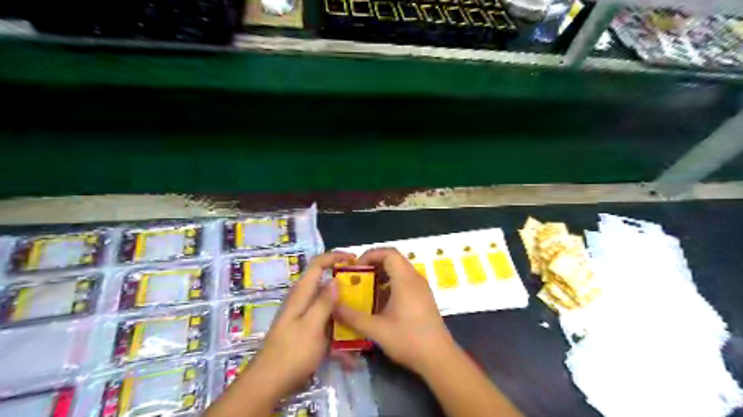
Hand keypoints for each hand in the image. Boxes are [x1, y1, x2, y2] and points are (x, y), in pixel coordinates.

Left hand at [243, 251, 354, 400]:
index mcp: (301, 294)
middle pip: (325, 283)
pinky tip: (350, 354)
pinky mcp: (308, 330)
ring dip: (343, 311)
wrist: (270, 382)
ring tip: (362, 318)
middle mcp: (303, 301)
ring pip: (328, 305)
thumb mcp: (311, 326)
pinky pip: (327, 323)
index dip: (334, 257)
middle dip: (344, 285)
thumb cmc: (292, 353)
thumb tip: (336, 280)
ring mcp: (305, 316)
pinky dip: (338, 332)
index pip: (317, 265)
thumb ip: (323, 302)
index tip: (354, 259)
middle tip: (364, 290)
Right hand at [333, 248, 456, 373]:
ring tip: (366, 287)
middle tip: (357, 276)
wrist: (438, 357)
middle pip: (394, 259)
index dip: (370, 255)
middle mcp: (415, 278)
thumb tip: (333, 307)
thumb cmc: (408, 340)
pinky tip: (381, 301)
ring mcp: (421, 288)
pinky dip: (391, 283)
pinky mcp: (423, 297)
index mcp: (405, 280)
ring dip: (382, 274)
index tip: (355, 267)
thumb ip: (353, 317)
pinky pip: (405, 281)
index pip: (389, 253)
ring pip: (400, 270)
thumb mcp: (377, 329)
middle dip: (374, 264)